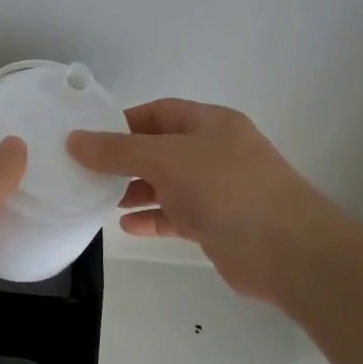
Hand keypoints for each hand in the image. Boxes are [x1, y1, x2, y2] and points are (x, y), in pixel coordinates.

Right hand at [67, 99, 345, 306]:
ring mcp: (218, 190)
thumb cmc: (227, 189)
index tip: (88, 137)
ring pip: (167, 184)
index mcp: (211, 124)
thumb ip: (118, 151)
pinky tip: (127, 226)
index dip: (123, 121)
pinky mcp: (217, 224)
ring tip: (100, 199)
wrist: (288, 251)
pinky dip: (152, 218)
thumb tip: (74, 140)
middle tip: (87, 172)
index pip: (159, 112)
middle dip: (125, 159)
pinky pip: (176, 215)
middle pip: (160, 148)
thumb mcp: (167, 160)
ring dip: (135, 190)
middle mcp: (215, 152)